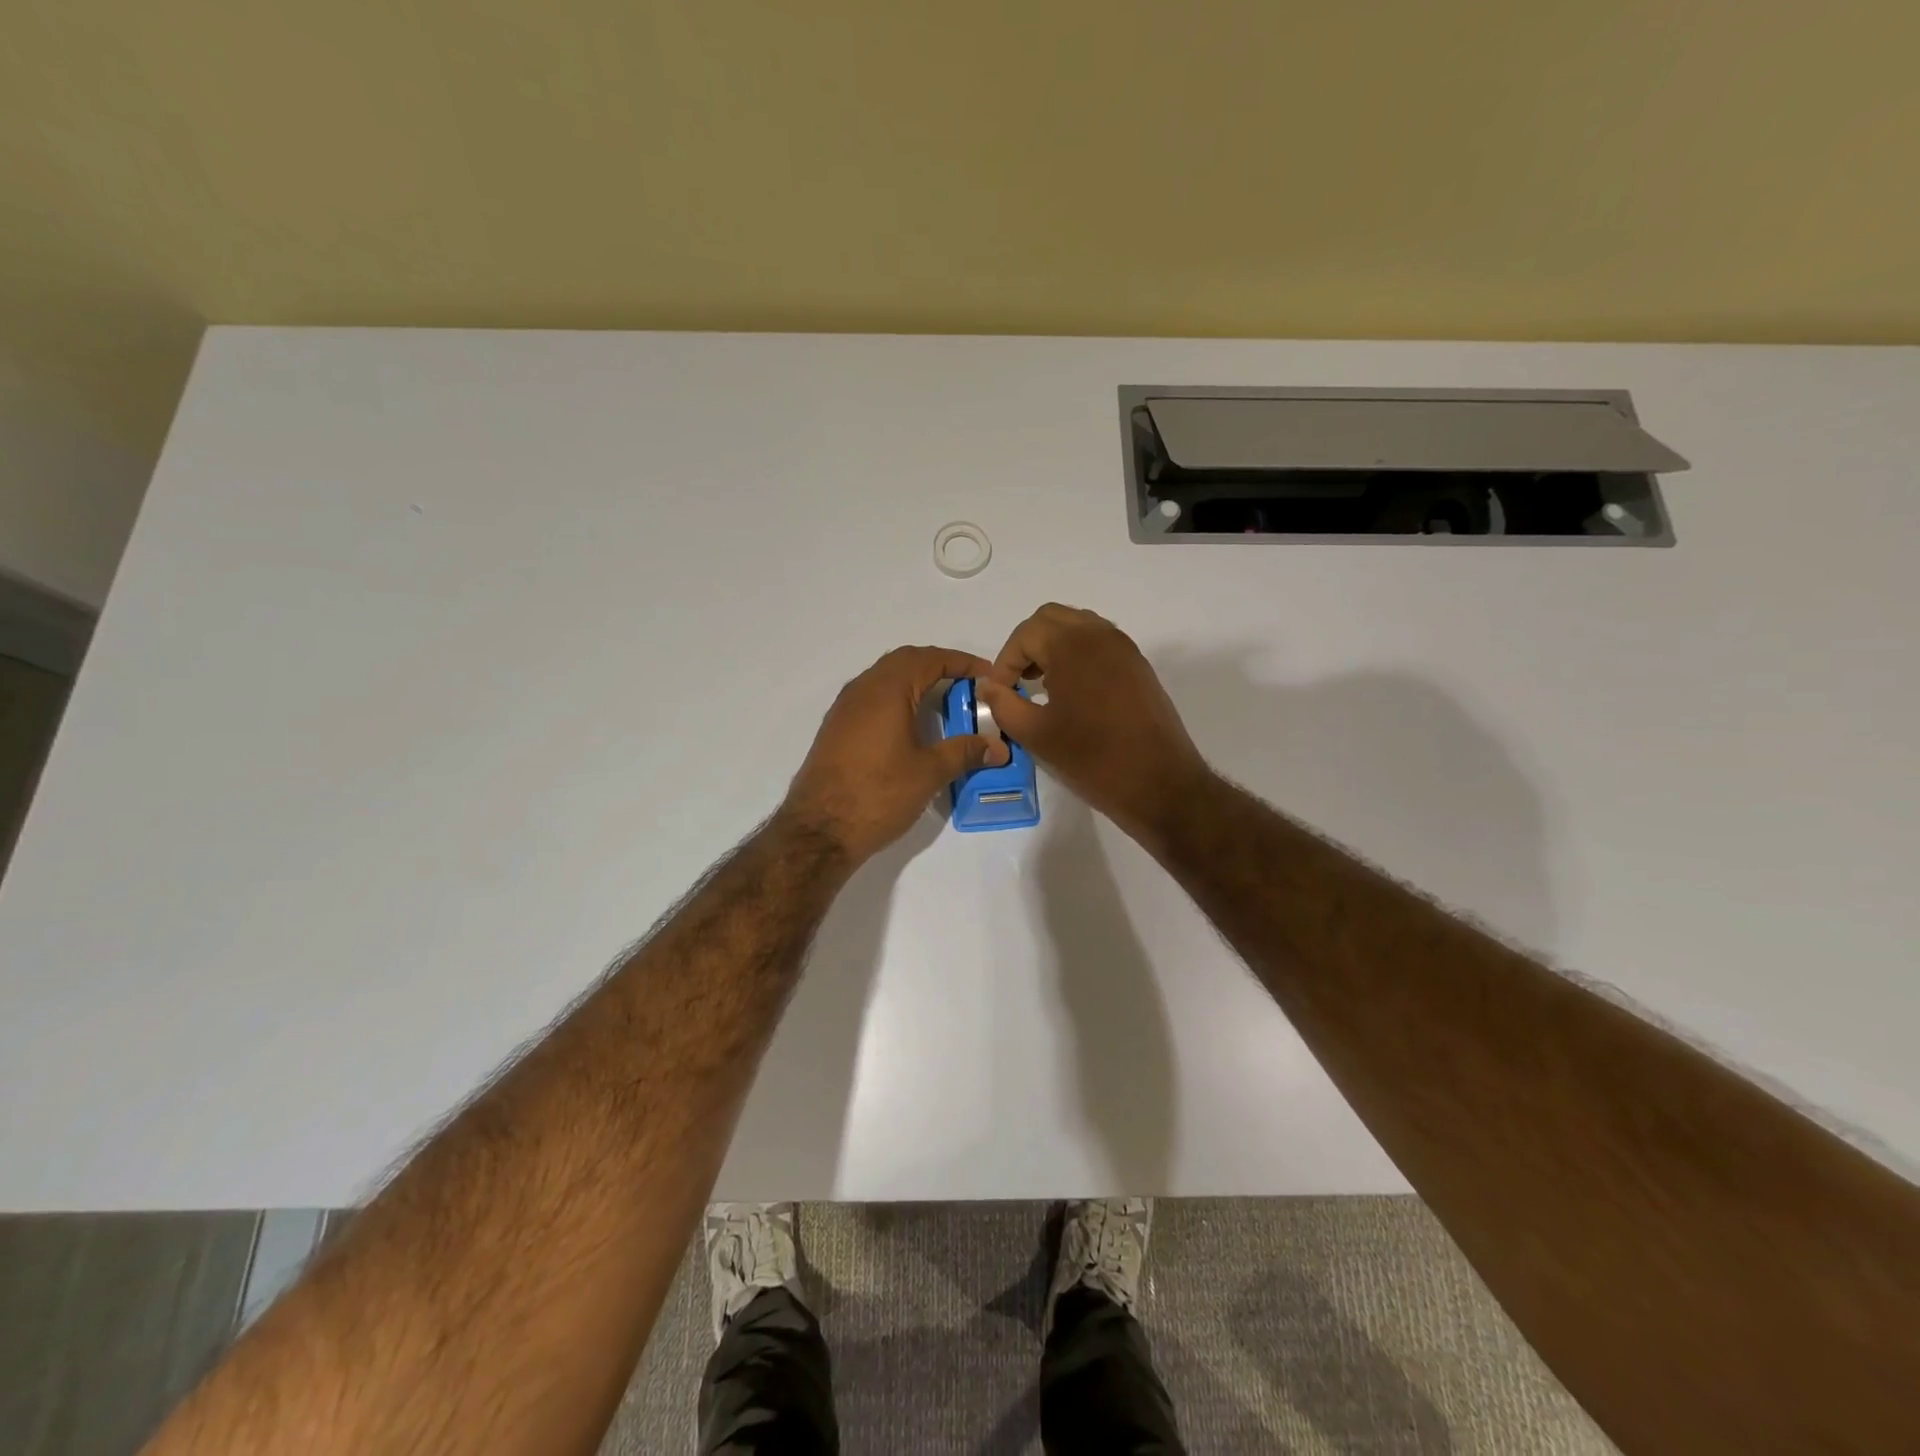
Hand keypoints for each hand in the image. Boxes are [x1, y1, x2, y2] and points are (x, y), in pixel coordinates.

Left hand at [781, 646, 1010, 864]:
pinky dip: (897, 699)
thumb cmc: (878, 794)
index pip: (930, 659)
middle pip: (905, 661)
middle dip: (939, 666)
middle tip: (968, 685)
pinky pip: (872, 698)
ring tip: (944, 702)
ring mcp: (844, 708)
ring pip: (885, 678)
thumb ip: (965, 752)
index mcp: (887, 690)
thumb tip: (998, 746)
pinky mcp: (836, 729)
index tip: (989, 676)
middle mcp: (862, 689)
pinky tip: (911, 726)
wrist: (819, 830)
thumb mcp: (929, 773)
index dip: (963, 662)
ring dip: (915, 682)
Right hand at [978, 604, 1207, 841]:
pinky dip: (1077, 655)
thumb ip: (1004, 705)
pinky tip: (1071, 693)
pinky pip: (1100, 644)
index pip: (1026, 633)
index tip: (1000, 692)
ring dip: (1053, 647)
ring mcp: (1125, 649)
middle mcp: (1101, 636)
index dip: (1005, 661)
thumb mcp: (1036, 736)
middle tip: (1017, 681)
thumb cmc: (1093, 759)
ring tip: (1042, 686)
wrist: (1160, 784)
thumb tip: (990, 686)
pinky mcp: (1139, 667)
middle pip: (1052, 619)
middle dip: (1028, 645)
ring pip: (1078, 627)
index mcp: (1073, 647)